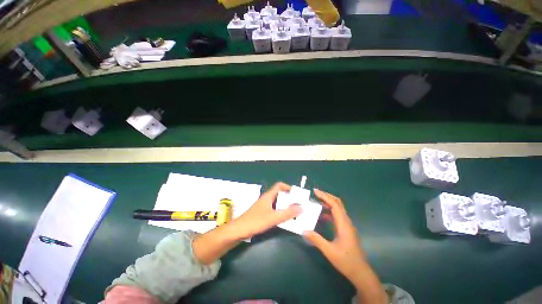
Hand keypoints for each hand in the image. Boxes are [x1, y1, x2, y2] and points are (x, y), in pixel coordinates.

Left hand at [232, 182, 301, 238]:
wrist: (238, 231)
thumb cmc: (255, 221)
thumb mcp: (273, 218)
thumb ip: (287, 213)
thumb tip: (301, 208)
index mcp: (268, 196)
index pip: (279, 186)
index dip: (288, 187)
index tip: (296, 194)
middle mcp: (266, 199)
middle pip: (279, 194)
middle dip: (289, 198)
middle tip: (298, 205)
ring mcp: (263, 206)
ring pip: (277, 203)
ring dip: (285, 206)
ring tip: (294, 212)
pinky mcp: (261, 213)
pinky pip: (273, 209)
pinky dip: (280, 212)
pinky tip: (283, 219)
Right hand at [303, 189, 386, 303]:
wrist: (361, 272)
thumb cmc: (346, 261)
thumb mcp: (329, 251)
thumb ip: (316, 239)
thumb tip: (304, 230)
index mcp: (343, 224)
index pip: (334, 204)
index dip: (325, 196)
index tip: (315, 191)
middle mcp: (346, 221)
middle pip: (338, 203)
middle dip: (327, 196)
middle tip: (315, 194)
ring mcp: (347, 225)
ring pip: (338, 209)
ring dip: (328, 203)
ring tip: (316, 202)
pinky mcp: (346, 229)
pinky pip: (337, 215)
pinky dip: (329, 211)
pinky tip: (322, 215)